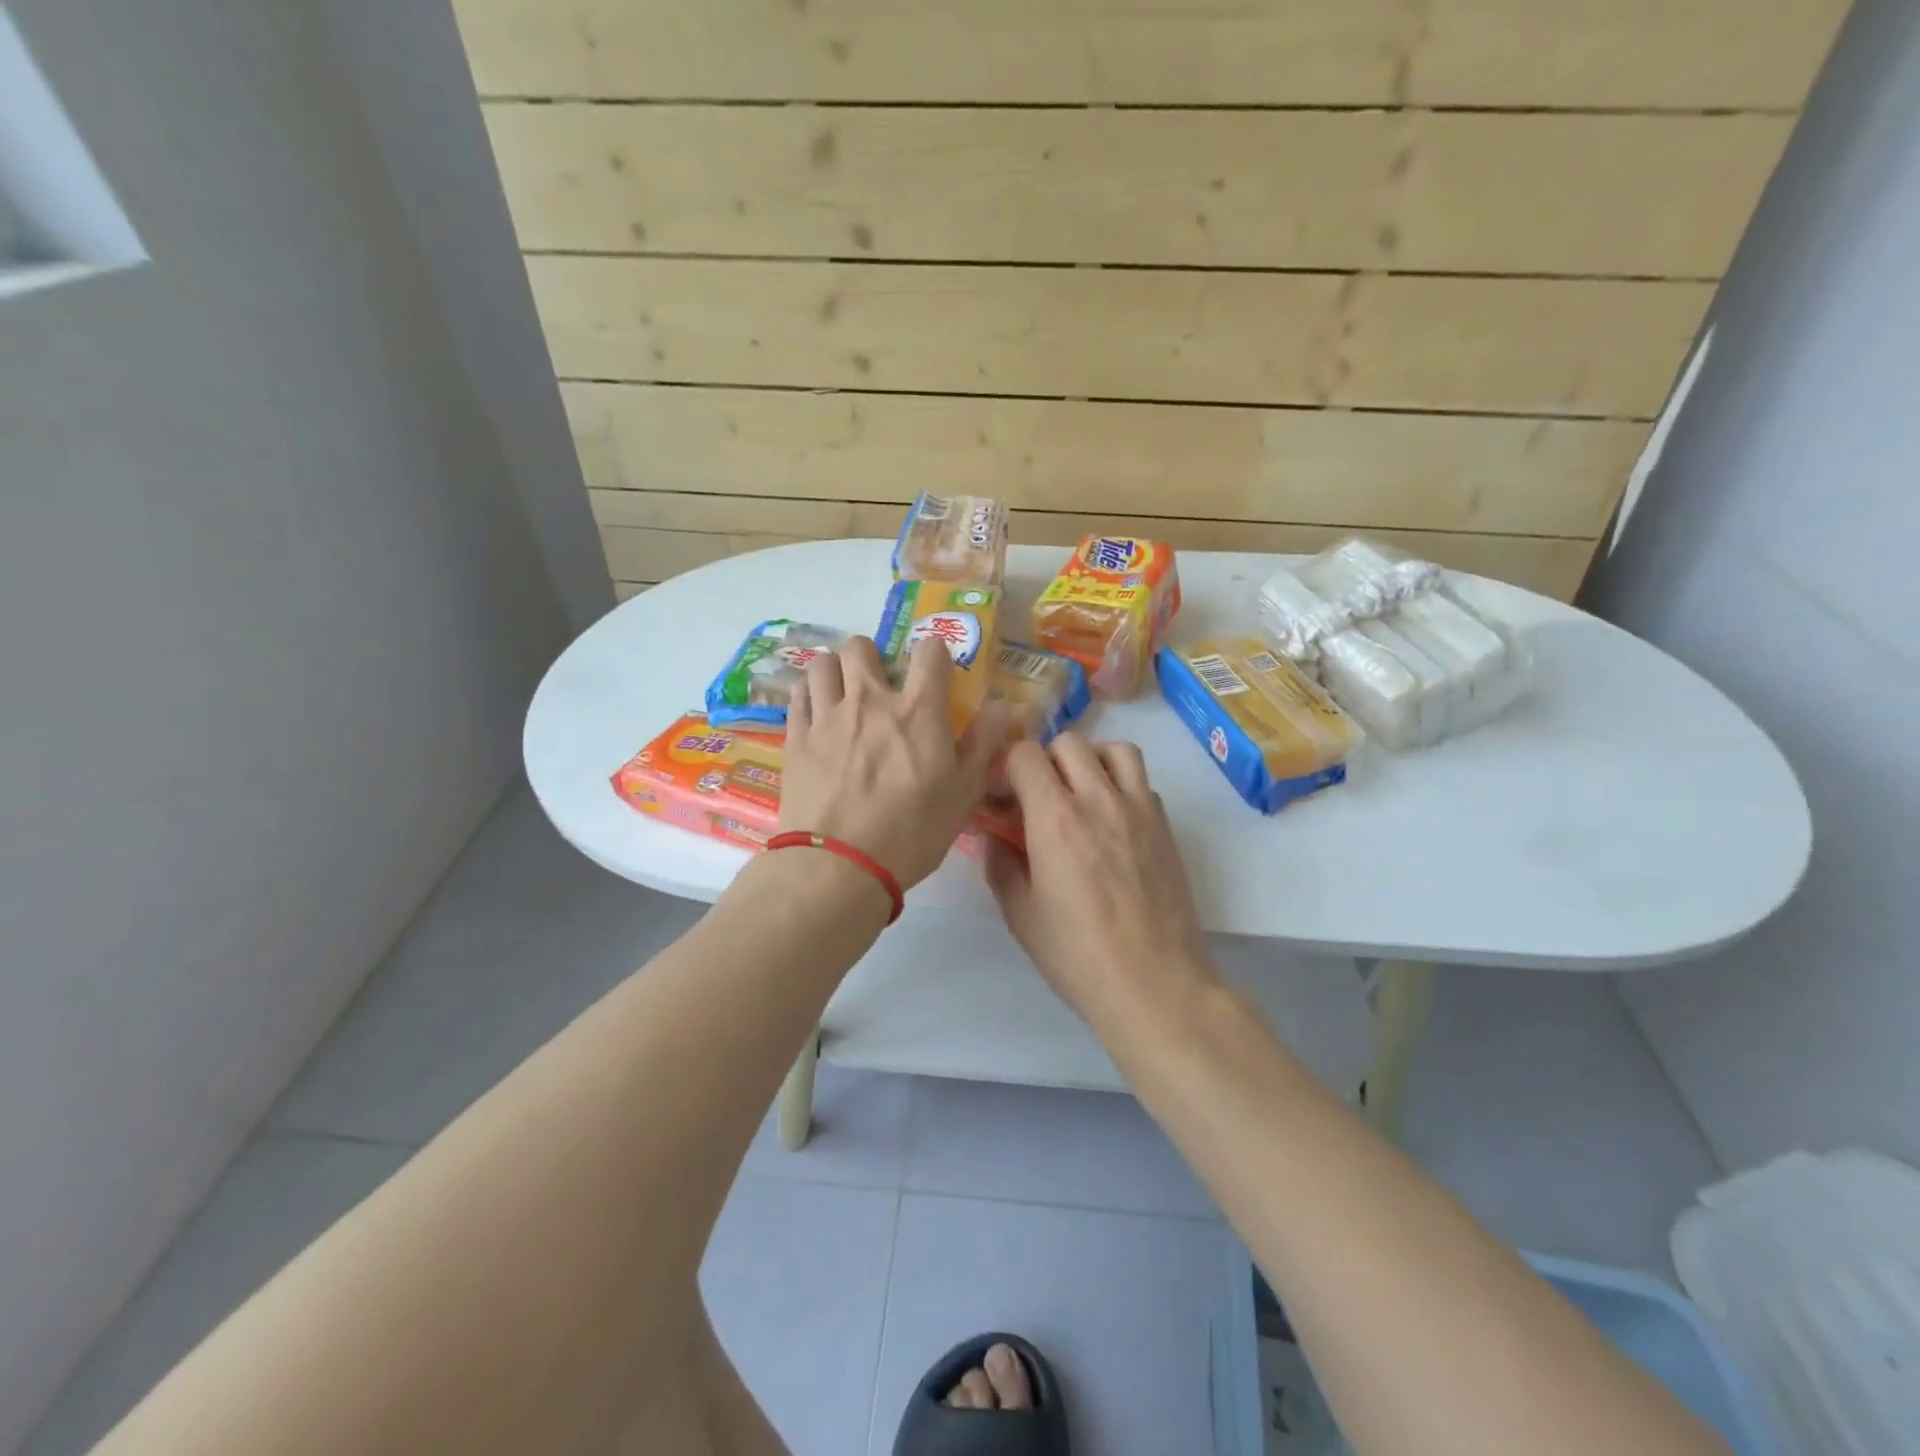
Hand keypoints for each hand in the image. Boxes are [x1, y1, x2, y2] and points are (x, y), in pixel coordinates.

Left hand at [780, 636, 1008, 889]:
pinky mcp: (796, 737)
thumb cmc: (911, 832)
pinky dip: (809, 693)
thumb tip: (1001, 705)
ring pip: (824, 663)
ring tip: (843, 693)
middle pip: (862, 647)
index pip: (930, 651)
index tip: (935, 674)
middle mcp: (870, 700)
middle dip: (873, 657)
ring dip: (836, 671)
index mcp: (918, 711)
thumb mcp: (963, 794)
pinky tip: (817, 712)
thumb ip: (983, 743)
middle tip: (880, 685)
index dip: (935, 655)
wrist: (839, 865)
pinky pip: (798, 693)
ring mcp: (828, 716)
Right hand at [986, 734, 1217, 1032]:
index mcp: (1055, 819)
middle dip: (1045, 761)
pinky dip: (1121, 785)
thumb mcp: (1021, 916)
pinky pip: (1142, 781)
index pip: (1026, 754)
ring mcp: (1139, 808)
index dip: (1008, 768)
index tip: (1004, 797)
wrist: (1155, 984)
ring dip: (1091, 760)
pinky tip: (1112, 821)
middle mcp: (1099, 800)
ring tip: (1080, 793)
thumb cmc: (1078, 956)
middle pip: (1069, 743)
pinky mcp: (1165, 826)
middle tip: (1039, 797)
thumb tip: (993, 837)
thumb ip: (1000, 866)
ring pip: (1115, 749)